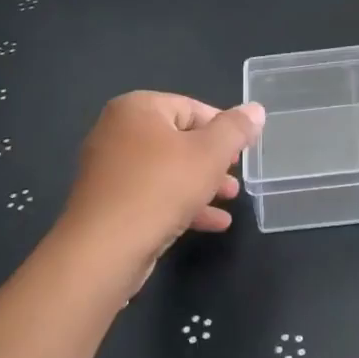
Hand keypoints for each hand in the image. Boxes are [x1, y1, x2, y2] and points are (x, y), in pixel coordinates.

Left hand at [54, 92, 264, 289]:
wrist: (104, 250)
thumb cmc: (160, 188)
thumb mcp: (210, 154)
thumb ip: (235, 129)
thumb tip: (255, 109)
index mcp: (137, 108)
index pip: (191, 108)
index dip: (222, 129)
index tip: (243, 151)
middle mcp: (117, 131)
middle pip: (179, 139)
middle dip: (213, 160)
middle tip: (236, 176)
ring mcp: (110, 169)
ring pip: (167, 170)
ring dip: (201, 184)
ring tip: (230, 199)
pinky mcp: (109, 202)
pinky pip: (152, 194)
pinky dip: (181, 204)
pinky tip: (213, 223)